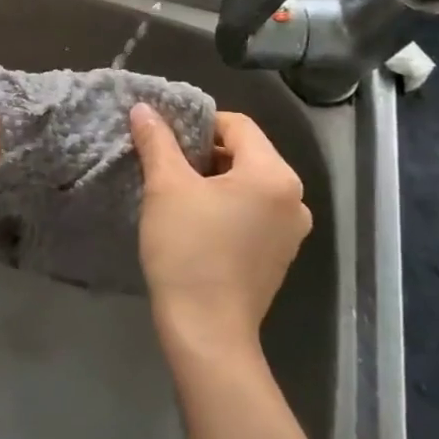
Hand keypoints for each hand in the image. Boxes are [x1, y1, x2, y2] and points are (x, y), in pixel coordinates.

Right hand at [128, 104, 311, 360]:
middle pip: (246, 154)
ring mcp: (291, 231)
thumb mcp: (165, 187)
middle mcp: (295, 198)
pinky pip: (254, 213)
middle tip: (165, 166)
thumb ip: (156, 141)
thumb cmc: (188, 250)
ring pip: (249, 185)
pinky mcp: (280, 256)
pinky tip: (197, 224)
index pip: (237, 125)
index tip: (165, 140)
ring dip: (214, 181)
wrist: (206, 330)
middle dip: (204, 154)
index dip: (198, 124)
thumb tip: (143, 108)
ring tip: (177, 195)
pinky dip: (227, 207)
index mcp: (274, 174)